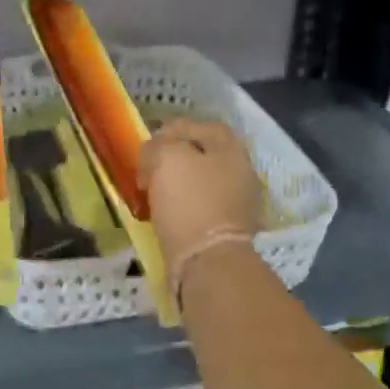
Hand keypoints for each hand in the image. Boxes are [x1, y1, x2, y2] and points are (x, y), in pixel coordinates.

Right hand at [140, 118, 262, 270]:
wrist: (208, 262)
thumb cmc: (189, 202)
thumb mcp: (167, 159)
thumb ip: (159, 145)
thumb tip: (154, 151)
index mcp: (232, 150)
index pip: (202, 126)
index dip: (173, 129)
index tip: (149, 143)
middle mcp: (240, 173)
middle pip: (203, 155)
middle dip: (174, 158)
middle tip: (149, 167)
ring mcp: (237, 204)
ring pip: (200, 182)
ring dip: (176, 184)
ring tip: (152, 191)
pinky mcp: (226, 230)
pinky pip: (200, 208)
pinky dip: (181, 206)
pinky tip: (164, 213)